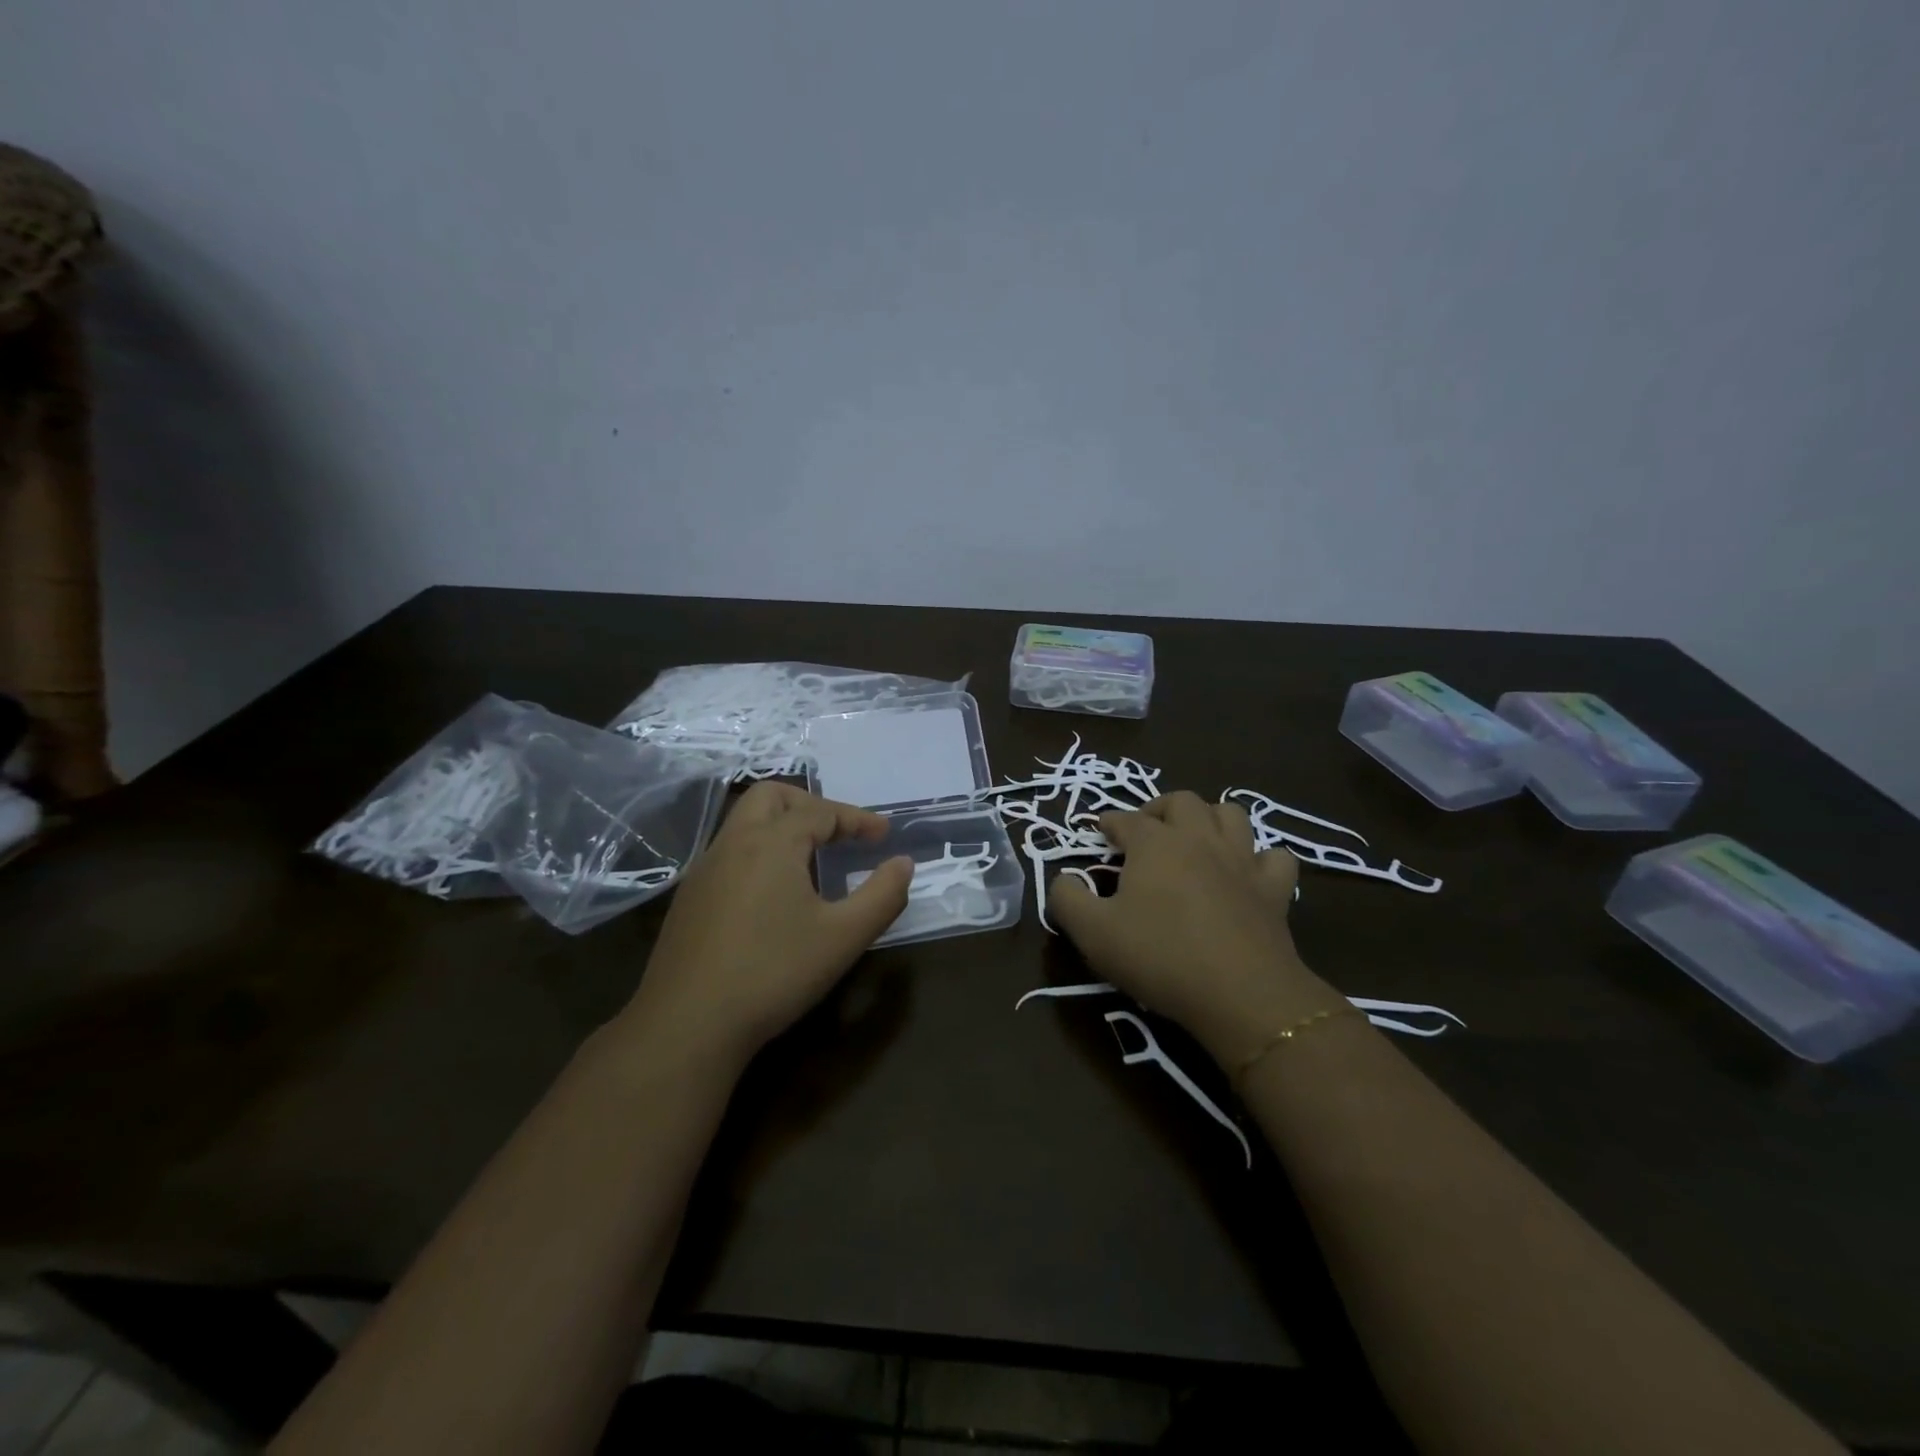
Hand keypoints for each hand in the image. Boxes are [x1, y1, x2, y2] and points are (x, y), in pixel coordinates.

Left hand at [625, 782, 911, 1065]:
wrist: (687, 1024)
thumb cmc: (774, 973)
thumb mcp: (843, 937)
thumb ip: (882, 895)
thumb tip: (903, 863)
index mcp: (772, 842)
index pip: (822, 812)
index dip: (857, 819)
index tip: (884, 836)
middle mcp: (733, 843)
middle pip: (772, 797)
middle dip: (811, 804)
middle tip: (839, 832)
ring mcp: (704, 870)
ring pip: (745, 823)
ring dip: (782, 827)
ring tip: (811, 860)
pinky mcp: (689, 898)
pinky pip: (729, 853)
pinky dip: (759, 852)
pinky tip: (772, 895)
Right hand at [1049, 792, 1346, 1068]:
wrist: (1240, 993)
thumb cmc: (1159, 956)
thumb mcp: (1093, 933)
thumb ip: (1067, 900)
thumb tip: (1061, 879)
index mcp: (1154, 844)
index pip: (1126, 819)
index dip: (1111, 822)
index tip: (1101, 830)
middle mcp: (1199, 839)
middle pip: (1182, 801)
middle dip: (1159, 808)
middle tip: (1146, 829)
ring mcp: (1241, 861)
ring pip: (1231, 815)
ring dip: (1211, 818)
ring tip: (1196, 837)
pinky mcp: (1274, 889)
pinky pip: (1275, 857)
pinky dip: (1261, 857)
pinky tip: (1249, 871)